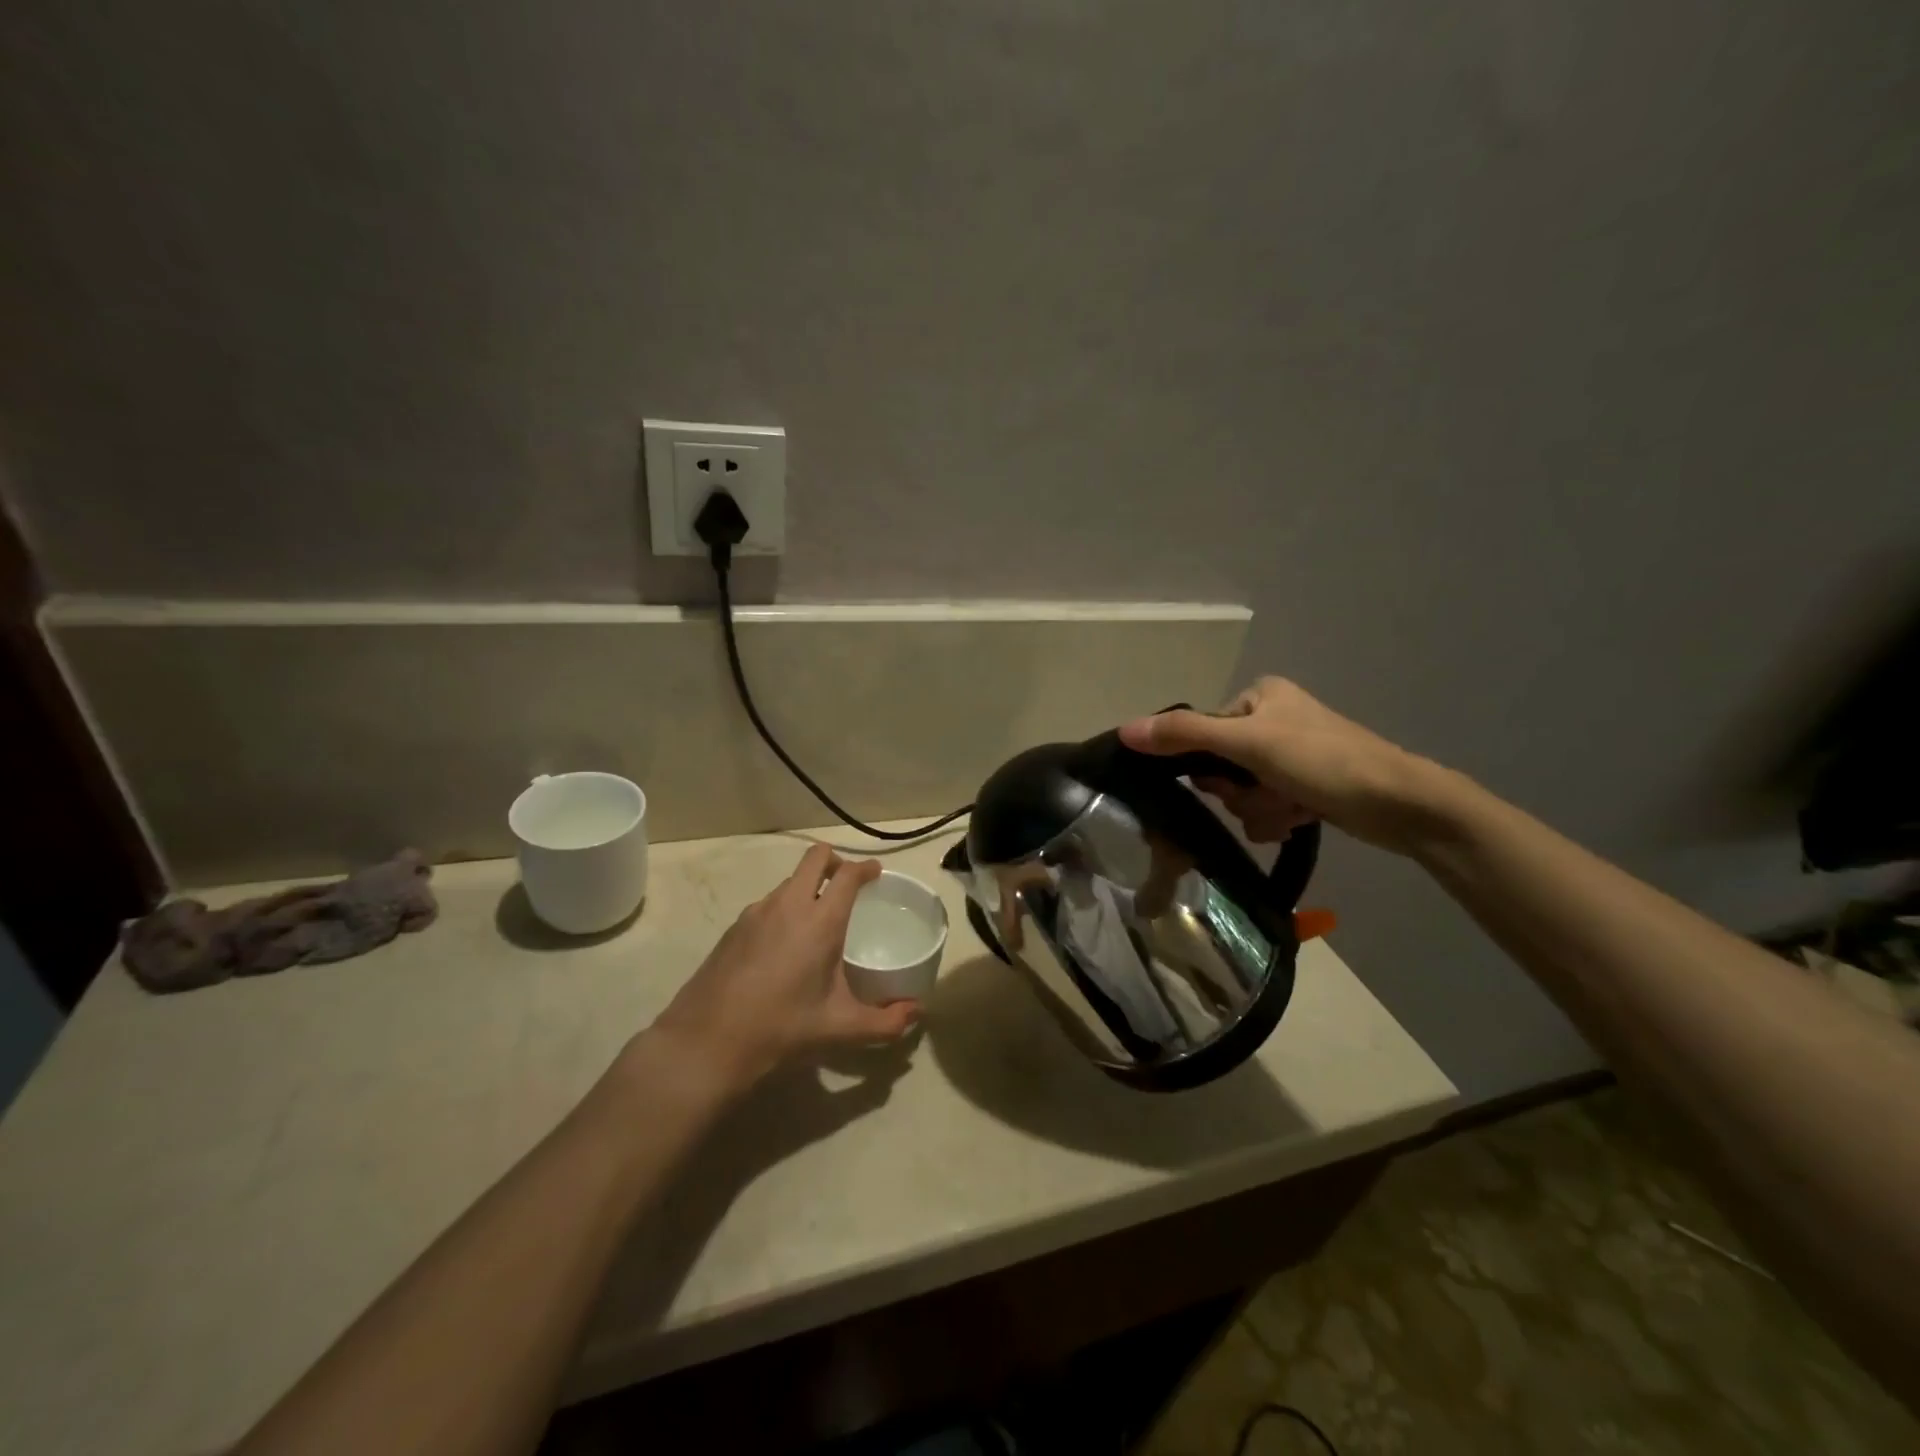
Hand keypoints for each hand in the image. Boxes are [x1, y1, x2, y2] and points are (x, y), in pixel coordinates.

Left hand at [649, 845, 919, 1094]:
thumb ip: (885, 1022)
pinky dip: (784, 909)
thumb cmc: (781, 1029)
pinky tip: (784, 946)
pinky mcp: (733, 929)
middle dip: (834, 861)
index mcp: (819, 921)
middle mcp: (788, 905)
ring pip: (789, 882)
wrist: (706, 1043)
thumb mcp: (840, 1028)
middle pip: (814, 858)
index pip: (847, 874)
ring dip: (807, 887)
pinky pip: (768, 904)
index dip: (865, 868)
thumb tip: (916, 1013)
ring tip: (817, 920)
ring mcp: (756, 913)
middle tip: (848, 884)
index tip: (876, 873)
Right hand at [1119, 677, 1450, 853]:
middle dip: (1242, 792)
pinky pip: (1266, 806)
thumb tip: (1124, 730)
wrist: (1401, 804)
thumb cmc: (1324, 760)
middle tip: (1270, 793)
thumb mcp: (1249, 743)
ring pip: (1243, 793)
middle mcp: (1272, 719)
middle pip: (1222, 767)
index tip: (1234, 779)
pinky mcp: (1305, 785)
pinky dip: (1279, 816)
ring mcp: (1291, 755)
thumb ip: (1185, 735)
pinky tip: (1303, 817)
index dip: (1212, 766)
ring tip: (1293, 808)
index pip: (1203, 734)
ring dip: (1262, 809)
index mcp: (1259, 696)